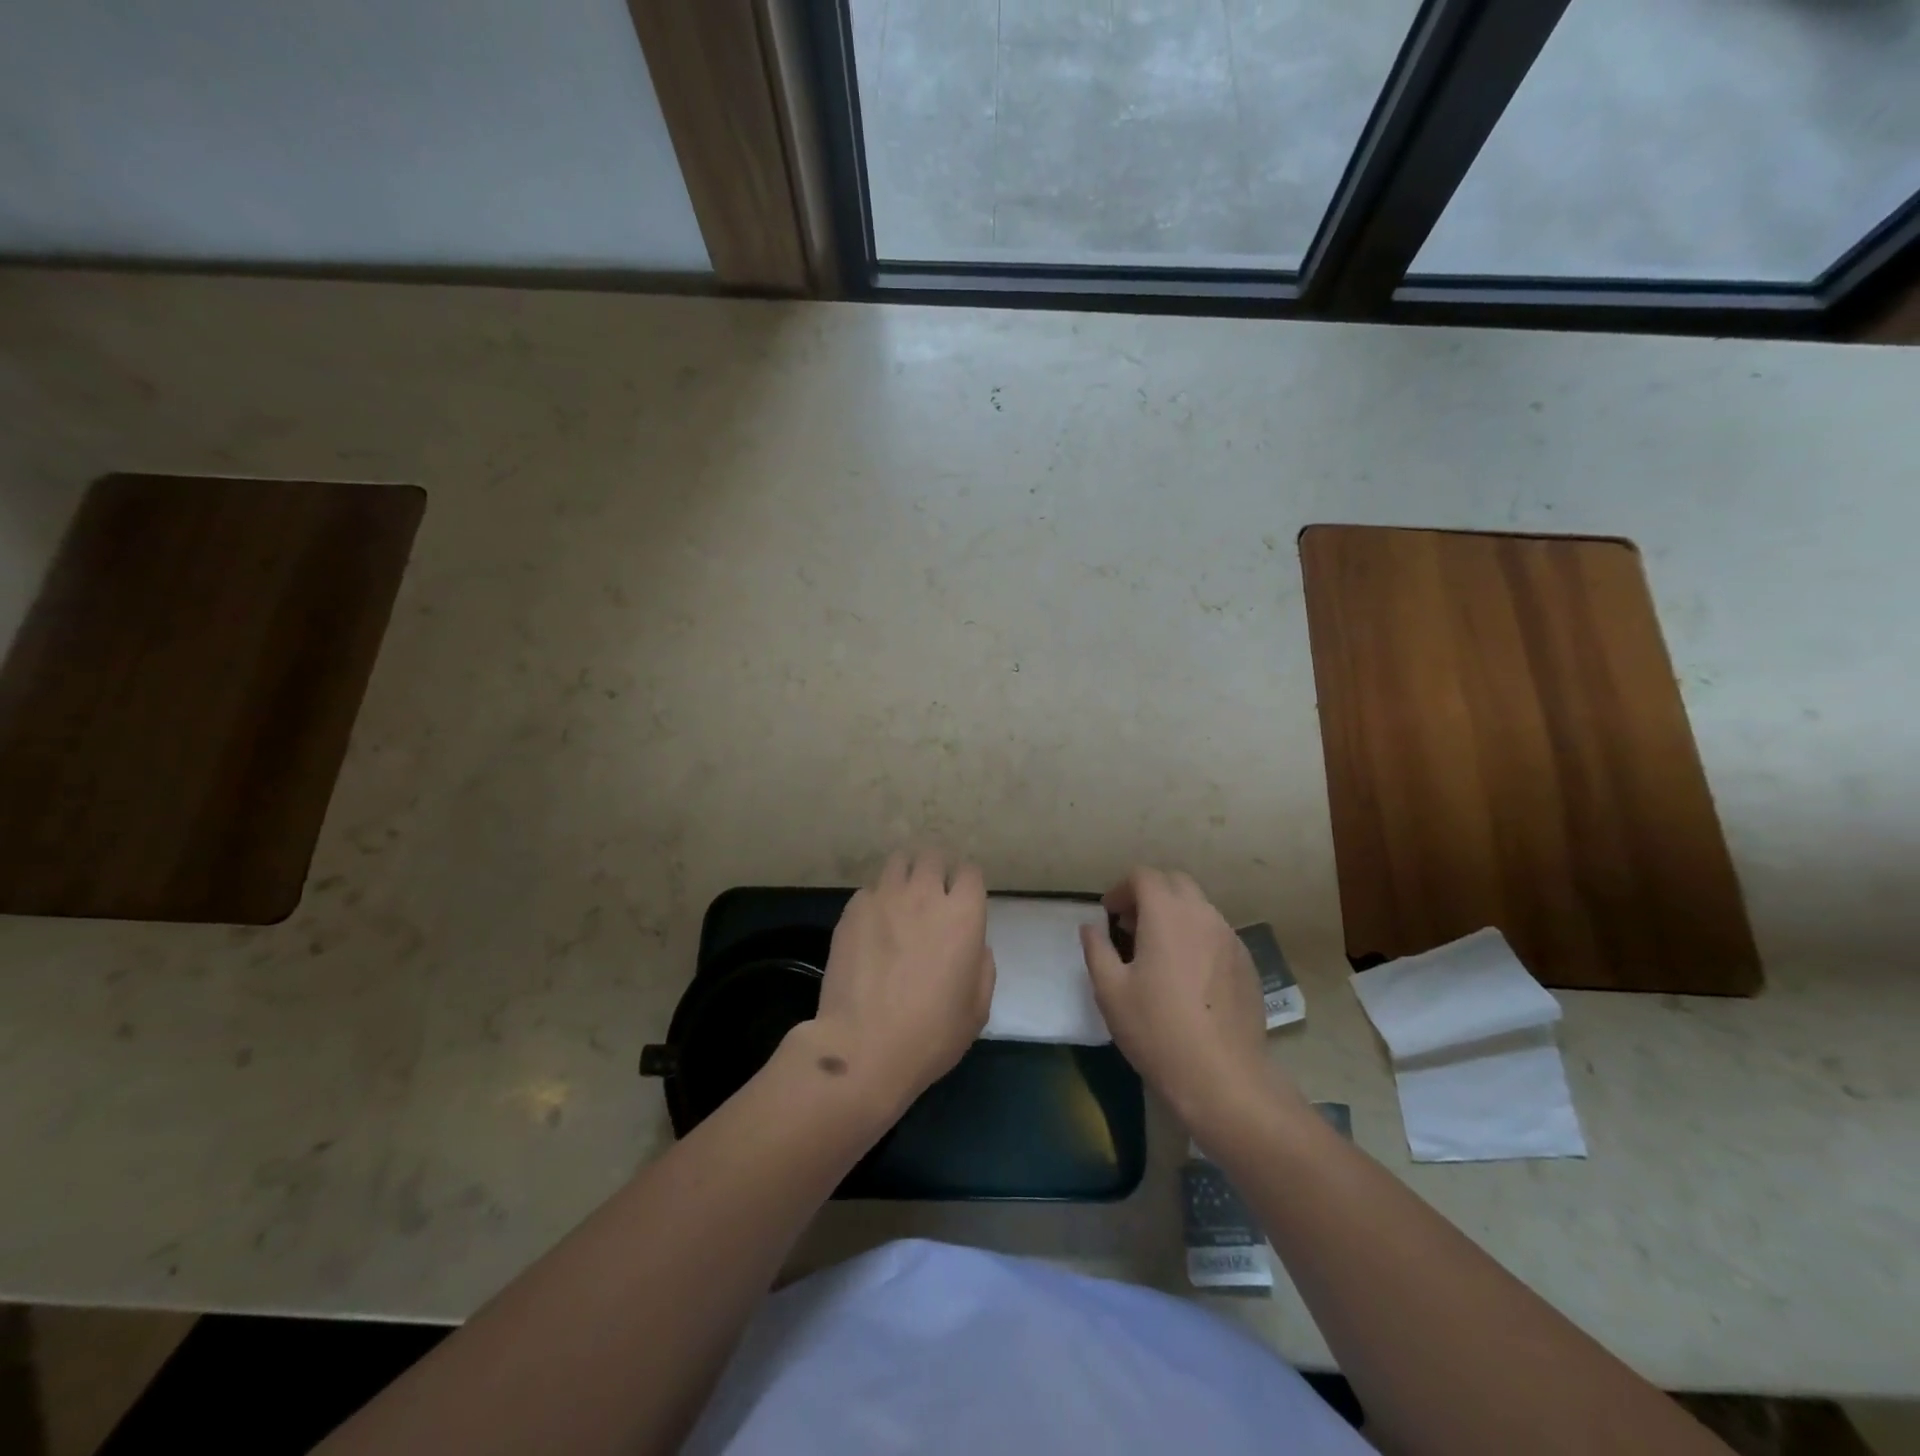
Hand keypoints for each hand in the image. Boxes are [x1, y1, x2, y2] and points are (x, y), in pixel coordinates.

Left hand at [808, 850, 995, 1113]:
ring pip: (898, 862)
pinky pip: (870, 890)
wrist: (864, 1047)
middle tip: (932, 895)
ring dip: (906, 875)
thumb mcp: (977, 1009)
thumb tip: (973, 945)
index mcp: (963, 916)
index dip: (967, 884)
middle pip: (933, 856)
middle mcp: (925, 895)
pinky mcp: (853, 910)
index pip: (970, 872)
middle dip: (936, 870)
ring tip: (902, 899)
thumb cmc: (931, 1035)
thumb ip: (982, 966)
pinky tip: (873, 926)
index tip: (963, 900)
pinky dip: (876, 900)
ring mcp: (884, 898)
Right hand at [1080, 868, 1276, 1128]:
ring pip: (1199, 907)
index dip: (1122, 889)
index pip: (1144, 876)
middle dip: (1150, 894)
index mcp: (1167, 914)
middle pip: (1175, 882)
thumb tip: (1092, 928)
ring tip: (1157, 951)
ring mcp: (1230, 938)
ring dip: (1174, 914)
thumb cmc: (1157, 1029)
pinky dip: (1196, 936)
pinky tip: (1186, 975)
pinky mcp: (1247, 963)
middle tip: (1131, 926)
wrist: (1223, 1077)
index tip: (1109, 915)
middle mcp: (1203, 915)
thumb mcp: (1110, 991)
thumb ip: (1097, 950)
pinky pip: (1216, 933)